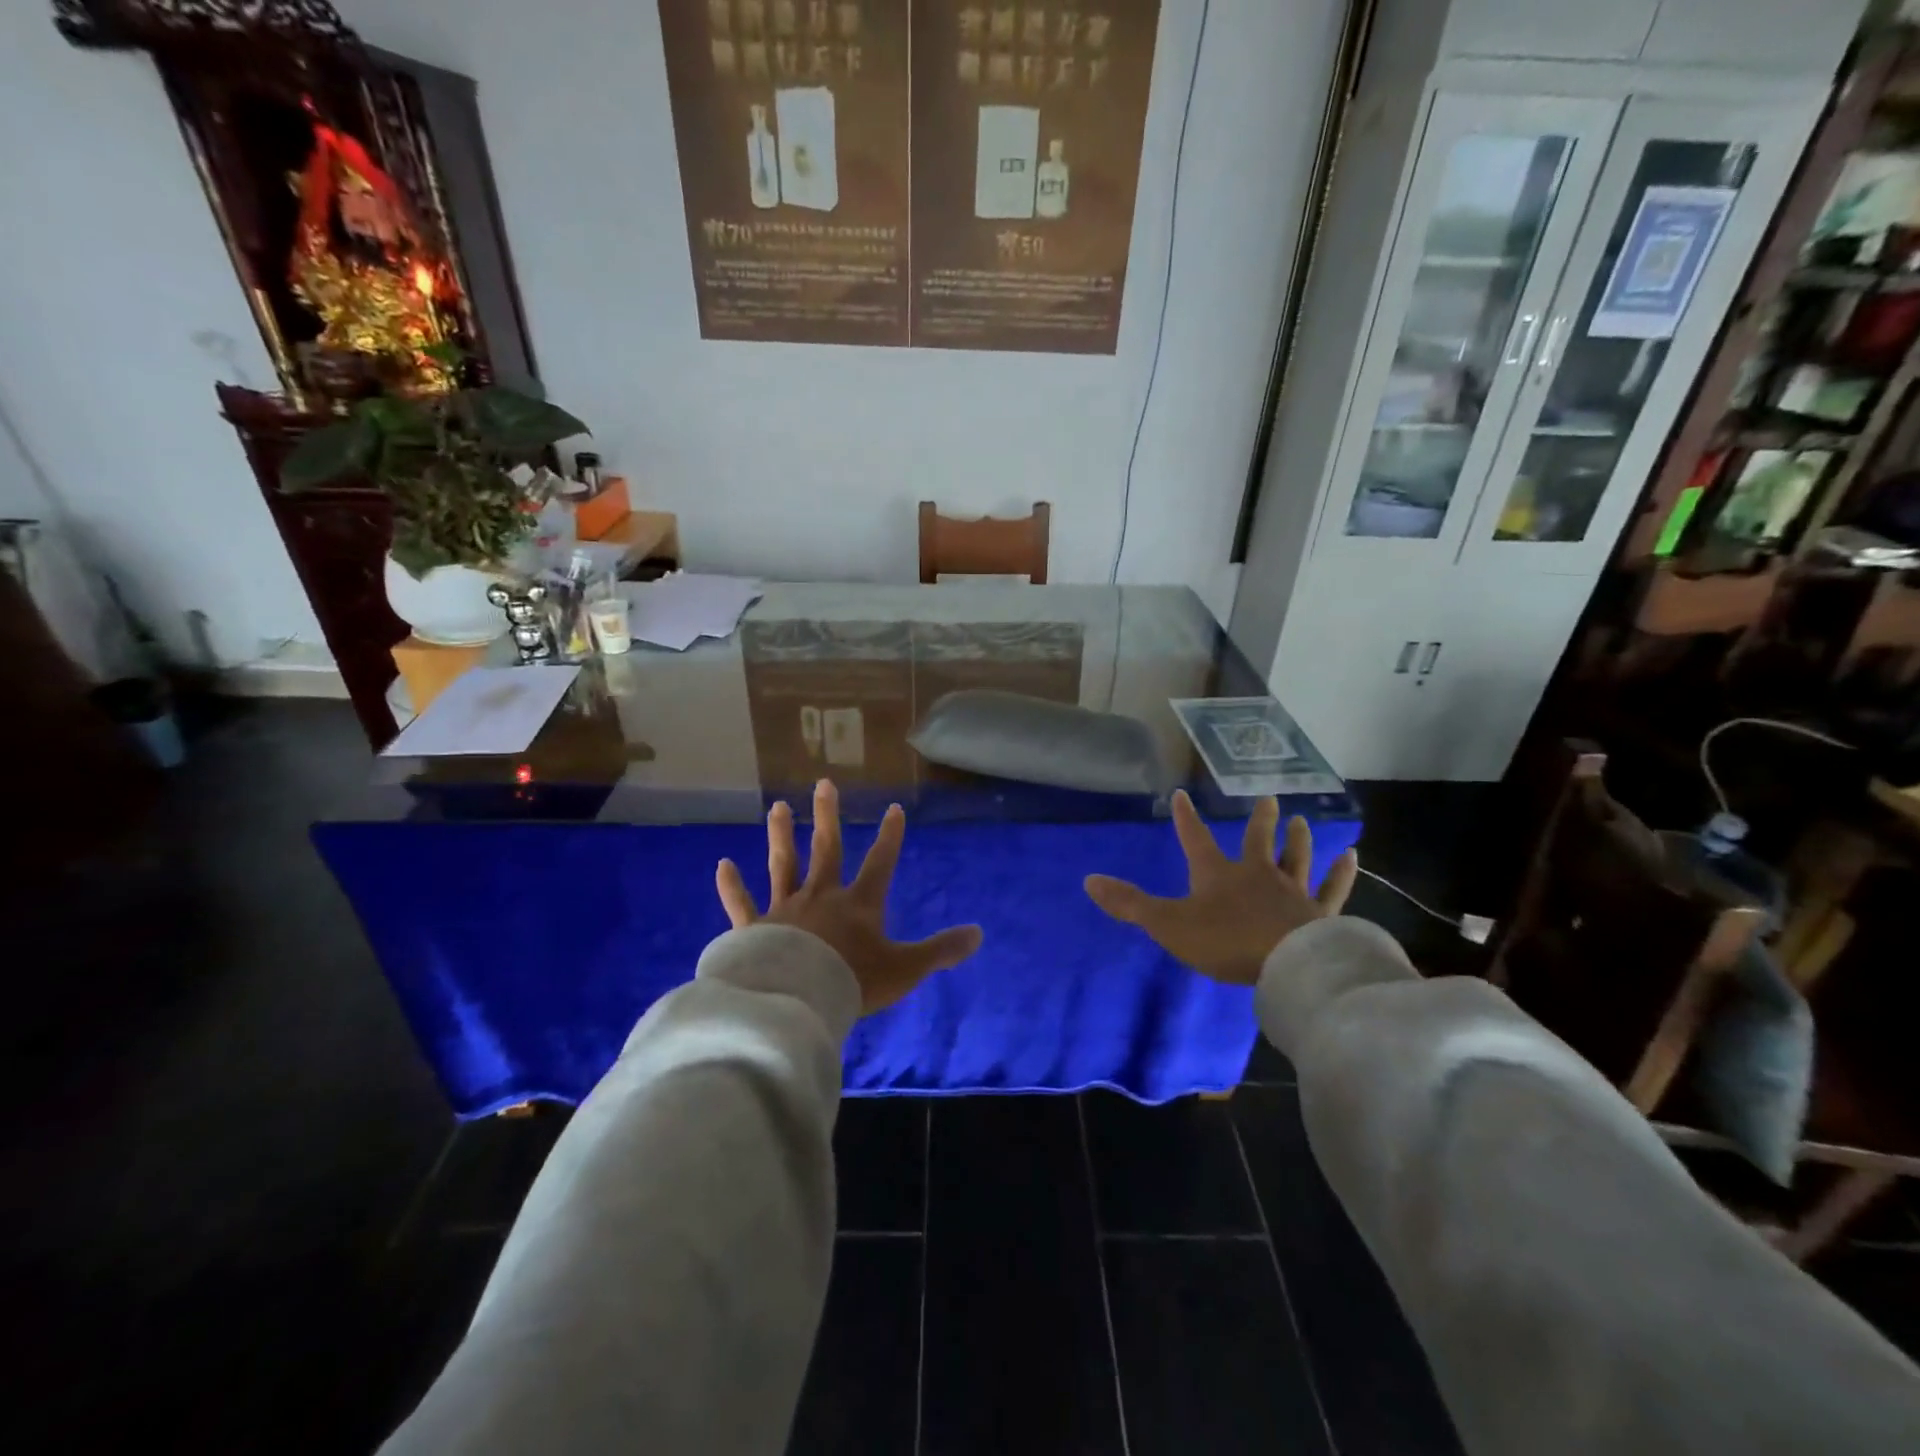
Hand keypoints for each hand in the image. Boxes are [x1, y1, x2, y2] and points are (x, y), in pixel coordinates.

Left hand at [716, 779, 983, 1014]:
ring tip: (778, 807)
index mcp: (858, 904)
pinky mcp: (754, 928)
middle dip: (828, 816)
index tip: (893, 808)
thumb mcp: (905, 968)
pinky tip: (722, 864)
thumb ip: (940, 950)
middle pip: (826, 849)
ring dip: (781, 835)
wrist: (796, 1001)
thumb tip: (979, 933)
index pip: (880, 862)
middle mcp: (821, 896)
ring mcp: (785, 909)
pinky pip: (741, 903)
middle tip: (822, 783)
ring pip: (783, 864)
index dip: (890, 836)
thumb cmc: (852, 982)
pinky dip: (731, 885)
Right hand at [1084, 791, 1357, 985]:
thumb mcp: (1168, 924)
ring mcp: (1292, 891)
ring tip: (1300, 820)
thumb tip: (1088, 880)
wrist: (1286, 964)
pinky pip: (1333, 887)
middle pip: (1258, 840)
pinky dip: (1341, 871)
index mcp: (1218, 874)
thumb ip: (1130, 904)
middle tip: (1268, 799)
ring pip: (1296, 857)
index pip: (1196, 838)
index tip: (1182, 794)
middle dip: (1260, 820)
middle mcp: (1257, 873)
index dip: (1186, 818)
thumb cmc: (1224, 941)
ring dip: (1297, 838)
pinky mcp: (1320, 913)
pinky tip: (1351, 856)